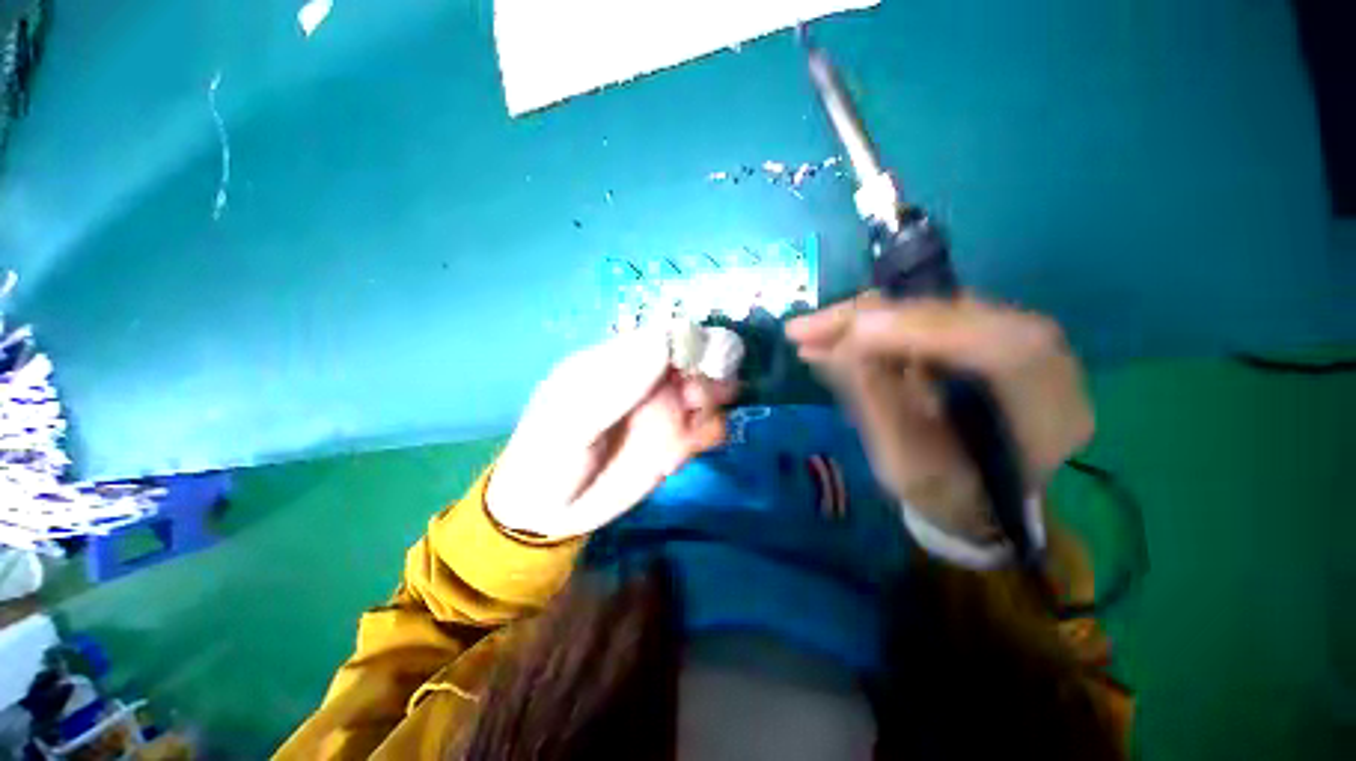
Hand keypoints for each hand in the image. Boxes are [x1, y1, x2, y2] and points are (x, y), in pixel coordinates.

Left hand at [486, 326, 739, 539]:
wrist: (549, 510)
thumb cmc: (549, 455)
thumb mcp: (571, 420)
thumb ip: (616, 385)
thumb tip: (665, 341)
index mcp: (621, 361)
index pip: (666, 334)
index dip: (691, 340)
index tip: (699, 363)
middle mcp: (651, 379)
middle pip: (698, 358)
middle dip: (711, 372)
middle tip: (697, 399)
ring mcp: (667, 409)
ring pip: (712, 389)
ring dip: (714, 403)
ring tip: (692, 427)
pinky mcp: (678, 441)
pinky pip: (712, 426)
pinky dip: (711, 433)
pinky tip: (685, 453)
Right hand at [785, 295, 1092, 542]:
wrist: (979, 497)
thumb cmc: (946, 495)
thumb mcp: (906, 468)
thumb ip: (877, 406)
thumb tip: (834, 350)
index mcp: (1047, 416)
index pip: (1003, 350)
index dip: (926, 333)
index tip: (852, 336)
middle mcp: (1043, 365)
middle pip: (959, 314)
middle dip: (871, 318)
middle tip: (804, 329)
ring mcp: (1011, 340)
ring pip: (929, 308)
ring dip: (861, 318)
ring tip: (806, 333)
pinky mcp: (978, 331)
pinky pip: (917, 316)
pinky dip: (869, 324)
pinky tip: (830, 336)